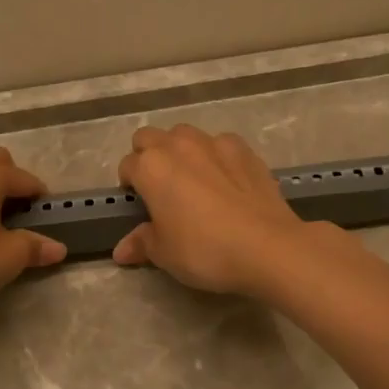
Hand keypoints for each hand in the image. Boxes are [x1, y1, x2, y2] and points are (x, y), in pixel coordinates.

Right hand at [113, 125, 309, 296]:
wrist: (267, 246)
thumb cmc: (204, 250)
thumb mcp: (164, 253)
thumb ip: (141, 243)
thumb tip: (121, 251)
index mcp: (151, 167)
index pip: (127, 166)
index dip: (129, 185)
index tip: (139, 205)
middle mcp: (178, 145)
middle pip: (149, 138)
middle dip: (148, 156)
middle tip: (159, 188)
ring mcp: (213, 142)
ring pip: (184, 135)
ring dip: (180, 150)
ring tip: (192, 180)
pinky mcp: (244, 149)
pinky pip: (220, 143)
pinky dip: (216, 156)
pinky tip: (226, 181)